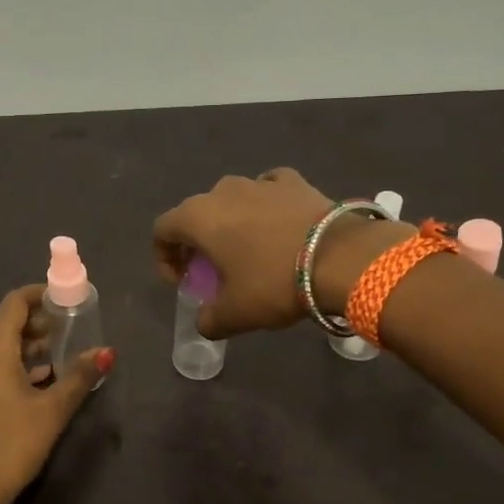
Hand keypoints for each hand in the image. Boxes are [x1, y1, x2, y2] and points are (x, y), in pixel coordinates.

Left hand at [0, 285, 113, 503]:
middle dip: (41, 322)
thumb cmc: (11, 443)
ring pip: (3, 348)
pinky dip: (21, 366)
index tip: (68, 298)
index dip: (40, 294)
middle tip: (73, 328)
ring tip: (65, 354)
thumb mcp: (52, 409)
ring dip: (33, 346)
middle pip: (8, 324)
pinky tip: (45, 382)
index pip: (14, 303)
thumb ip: (79, 376)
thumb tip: (106, 351)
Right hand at [152, 168, 411, 337]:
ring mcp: (260, 182)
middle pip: (196, 214)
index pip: (162, 230)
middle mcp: (223, 191)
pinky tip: (276, 225)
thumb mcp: (234, 314)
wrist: (340, 258)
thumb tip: (205, 322)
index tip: (182, 282)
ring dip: (231, 223)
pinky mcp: (294, 182)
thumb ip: (208, 319)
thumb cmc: (273, 283)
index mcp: (198, 217)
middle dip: (197, 242)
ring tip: (247, 250)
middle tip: (211, 270)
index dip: (164, 257)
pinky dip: (264, 206)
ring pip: (232, 200)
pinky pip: (267, 191)